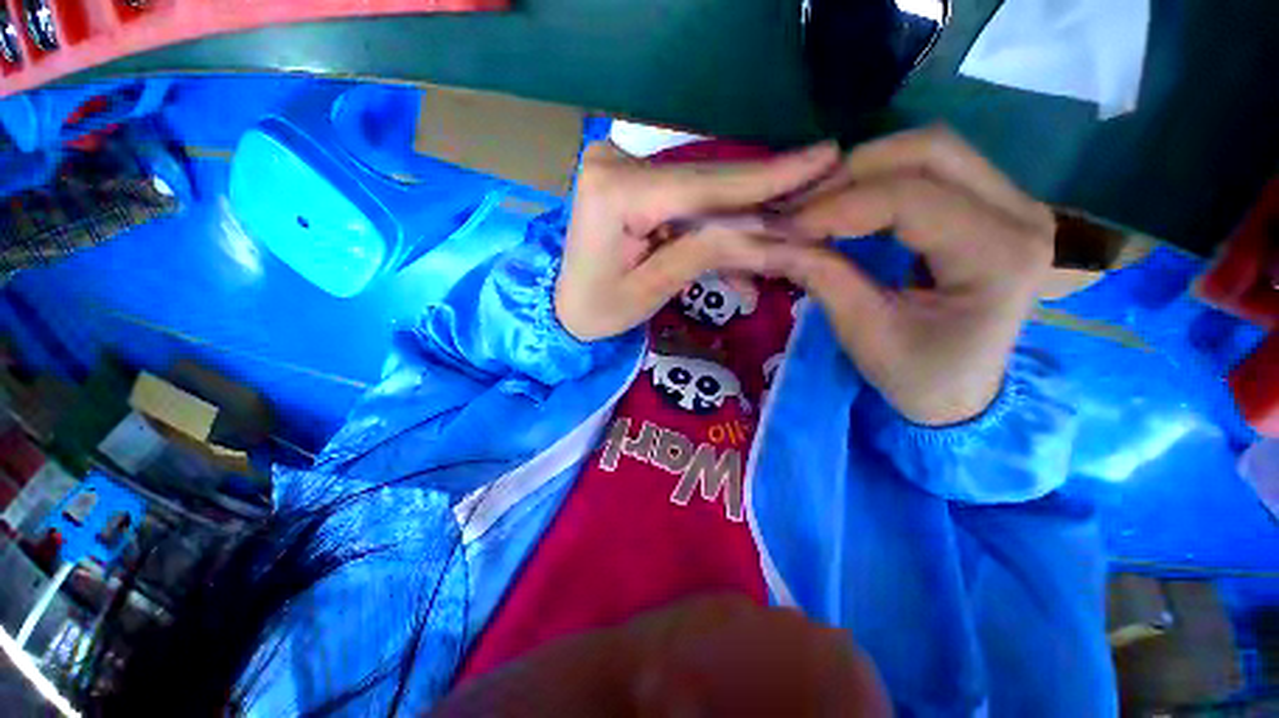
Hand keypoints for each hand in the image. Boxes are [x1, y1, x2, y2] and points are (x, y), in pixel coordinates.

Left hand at [554, 141, 837, 340]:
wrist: (562, 307)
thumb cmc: (598, 311)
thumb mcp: (653, 290)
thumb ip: (706, 254)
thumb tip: (769, 235)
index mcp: (615, 193)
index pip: (703, 184)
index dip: (766, 178)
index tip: (825, 157)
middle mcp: (617, 165)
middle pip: (707, 184)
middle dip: (761, 201)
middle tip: (817, 197)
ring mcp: (623, 169)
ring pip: (702, 196)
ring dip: (739, 228)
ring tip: (776, 251)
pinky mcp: (633, 183)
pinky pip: (685, 204)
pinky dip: (712, 231)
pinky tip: (736, 262)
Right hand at [770, 126, 1054, 425]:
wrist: (963, 392)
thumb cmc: (917, 374)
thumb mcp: (864, 333)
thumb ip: (823, 278)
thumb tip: (774, 242)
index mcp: (998, 257)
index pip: (911, 199)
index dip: (839, 205)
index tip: (787, 226)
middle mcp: (1021, 214)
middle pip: (931, 150)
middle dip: (853, 171)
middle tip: (801, 206)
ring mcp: (1014, 203)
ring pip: (932, 150)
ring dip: (866, 170)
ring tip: (819, 203)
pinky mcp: (994, 206)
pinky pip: (933, 168)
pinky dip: (881, 178)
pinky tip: (848, 203)